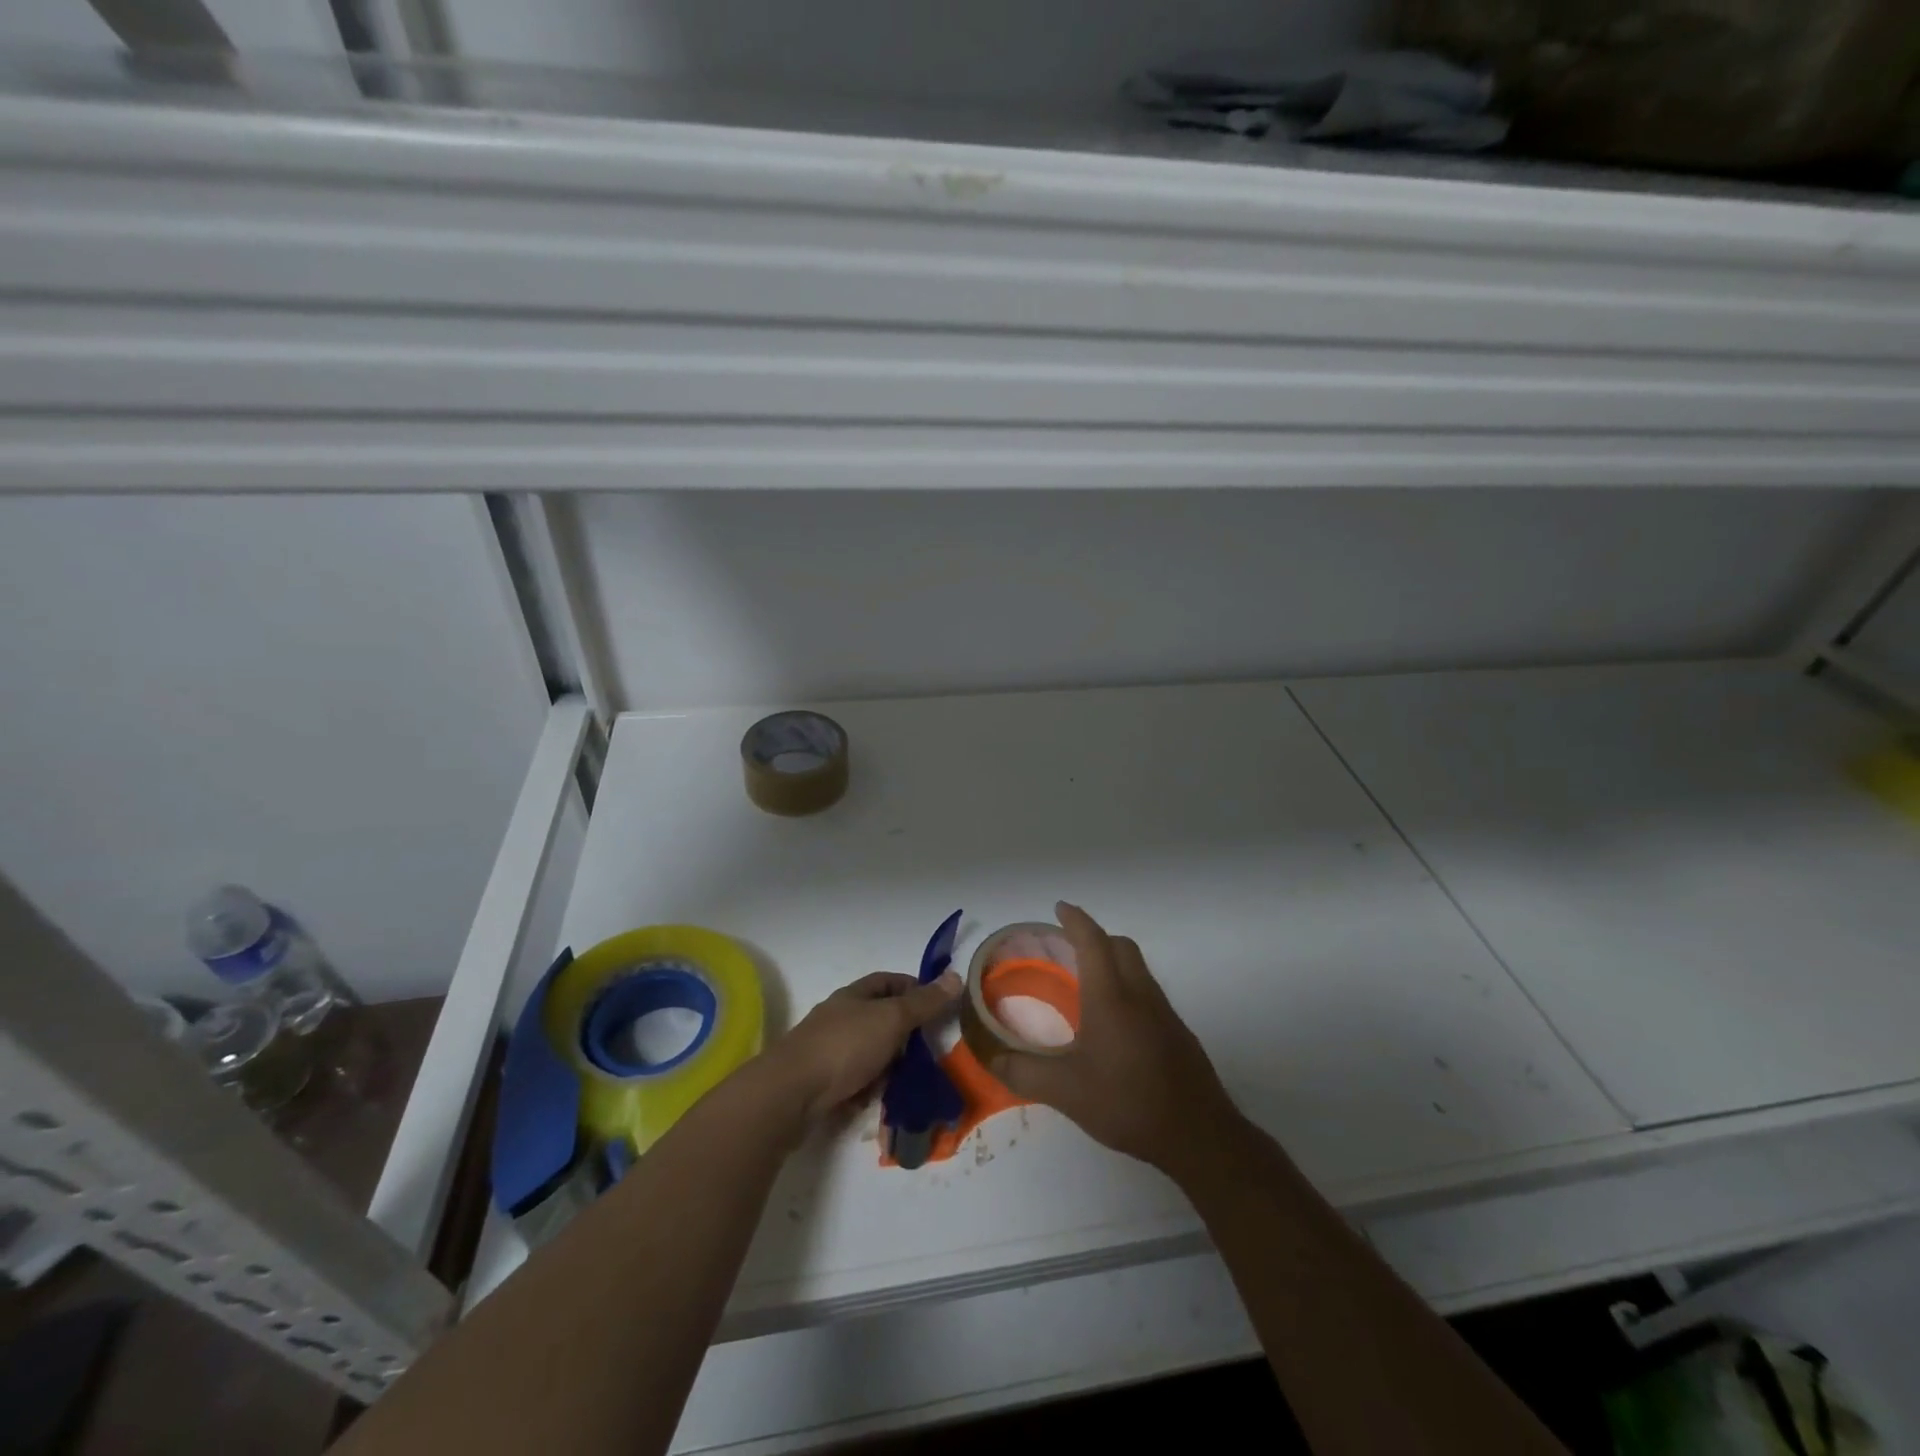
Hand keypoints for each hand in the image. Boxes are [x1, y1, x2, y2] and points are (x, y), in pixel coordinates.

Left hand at [766, 970, 961, 1122]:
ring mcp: (827, 1050)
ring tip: (908, 1081)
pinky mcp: (820, 1082)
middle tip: (928, 1051)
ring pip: (868, 1052)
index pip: (888, 981)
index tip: (937, 1006)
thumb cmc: (844, 1046)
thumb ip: (923, 1003)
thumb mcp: (891, 1019)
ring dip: (887, 1065)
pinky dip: (868, 1088)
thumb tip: (955, 976)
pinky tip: (878, 1100)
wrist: (790, 1093)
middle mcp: (839, 1017)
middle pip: (879, 1018)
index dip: (914, 988)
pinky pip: (853, 1080)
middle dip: (904, 1033)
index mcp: (854, 995)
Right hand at [990, 902, 1239, 1175]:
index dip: (1075, 920)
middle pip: (1120, 946)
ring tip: (1087, 981)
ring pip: (1138, 968)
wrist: (1198, 1134)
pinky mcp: (1177, 1032)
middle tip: (1069, 945)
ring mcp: (1164, 1012)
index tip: (1060, 908)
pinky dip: (1127, 986)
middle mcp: (1140, 994)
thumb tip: (992, 1058)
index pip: (1092, 941)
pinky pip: (1148, 992)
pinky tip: (1115, 1023)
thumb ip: (1024, 1072)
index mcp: (1110, 996)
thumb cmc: (1128, 1102)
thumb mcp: (1066, 1091)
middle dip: (1095, 936)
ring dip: (1113, 960)